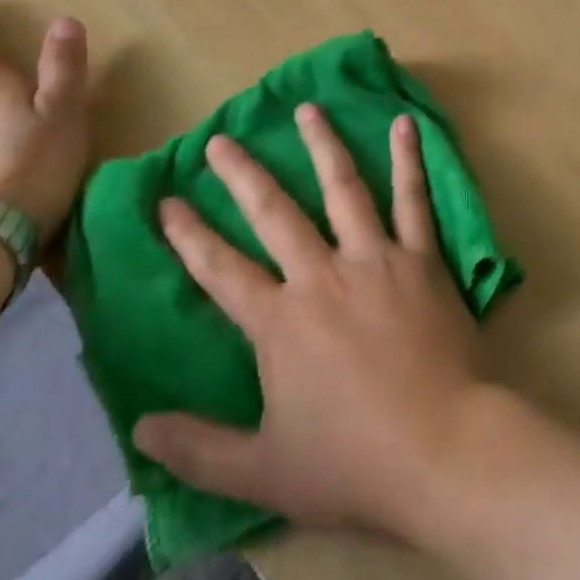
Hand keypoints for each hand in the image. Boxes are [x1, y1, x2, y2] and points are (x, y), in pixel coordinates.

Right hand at [132, 105, 485, 535]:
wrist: (442, 449)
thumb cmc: (352, 462)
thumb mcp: (262, 472)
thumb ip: (198, 448)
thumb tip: (137, 428)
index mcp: (281, 321)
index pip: (221, 271)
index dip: (189, 236)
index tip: (167, 201)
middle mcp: (323, 274)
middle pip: (275, 212)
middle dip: (243, 174)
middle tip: (221, 139)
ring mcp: (376, 257)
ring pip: (343, 187)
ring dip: (322, 144)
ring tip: (307, 108)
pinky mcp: (422, 257)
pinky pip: (413, 198)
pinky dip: (409, 159)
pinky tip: (405, 123)